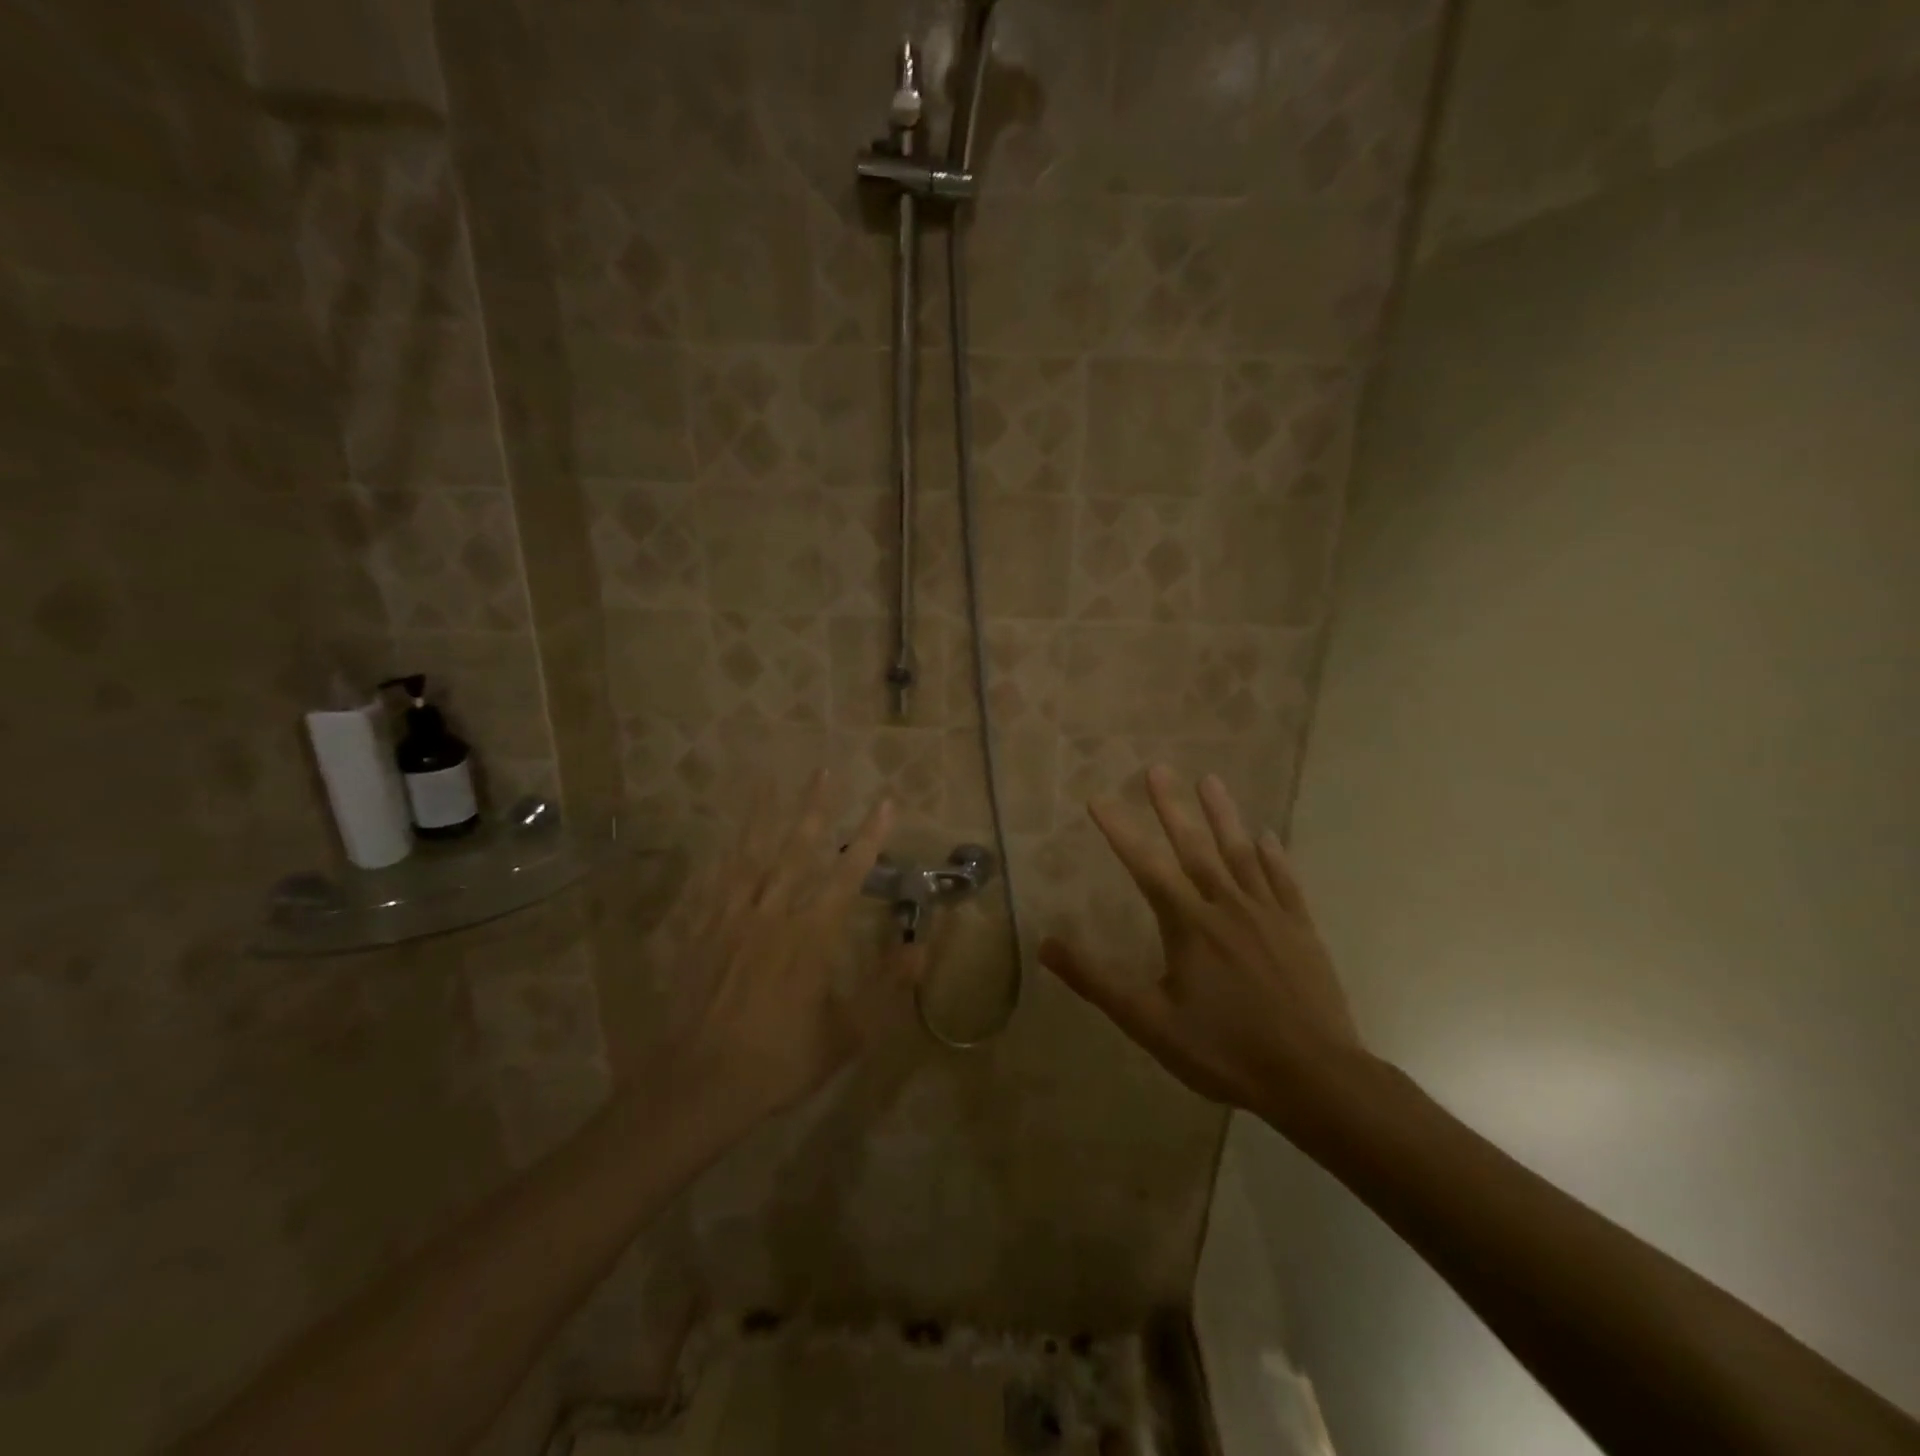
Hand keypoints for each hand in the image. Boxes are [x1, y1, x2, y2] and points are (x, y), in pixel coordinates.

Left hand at [652, 770, 900, 1120]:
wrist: (699, 1085)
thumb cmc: (780, 1061)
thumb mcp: (848, 1035)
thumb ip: (887, 988)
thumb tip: (922, 948)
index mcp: (812, 936)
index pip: (850, 874)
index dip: (871, 836)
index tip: (886, 801)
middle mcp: (774, 913)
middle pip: (798, 848)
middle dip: (815, 807)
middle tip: (823, 768)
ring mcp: (733, 918)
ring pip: (752, 854)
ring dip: (765, 814)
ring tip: (769, 777)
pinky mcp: (702, 930)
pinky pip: (716, 880)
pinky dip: (724, 851)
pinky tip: (726, 833)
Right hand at [1038, 767, 1363, 1121]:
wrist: (1314, 1078)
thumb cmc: (1224, 1051)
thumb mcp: (1149, 1022)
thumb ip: (1096, 980)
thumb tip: (1046, 944)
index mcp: (1188, 925)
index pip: (1146, 866)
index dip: (1120, 830)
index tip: (1099, 798)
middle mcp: (1227, 906)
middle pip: (1195, 847)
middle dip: (1172, 806)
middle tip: (1158, 768)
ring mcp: (1269, 915)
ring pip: (1242, 854)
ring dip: (1224, 815)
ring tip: (1210, 780)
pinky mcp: (1301, 930)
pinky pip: (1284, 882)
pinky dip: (1274, 856)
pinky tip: (1268, 836)